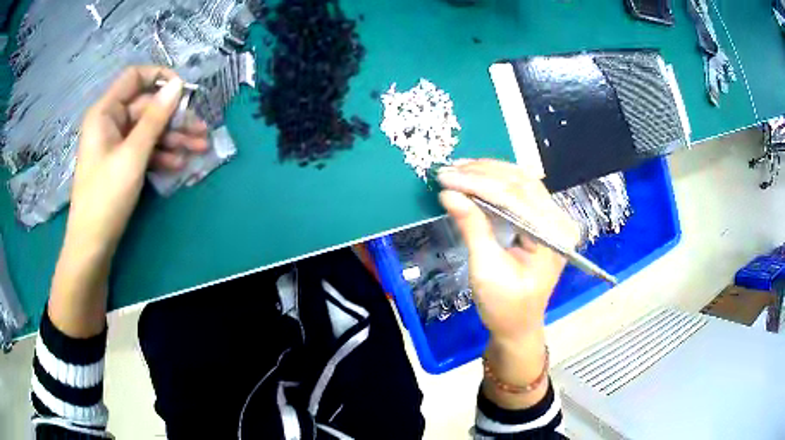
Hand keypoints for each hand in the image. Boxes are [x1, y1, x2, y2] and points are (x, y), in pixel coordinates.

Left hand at [48, 67, 207, 337]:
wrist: (92, 246)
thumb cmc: (106, 197)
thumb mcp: (132, 155)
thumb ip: (155, 118)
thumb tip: (178, 85)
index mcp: (106, 112)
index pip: (134, 78)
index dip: (160, 78)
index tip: (185, 91)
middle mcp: (110, 122)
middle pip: (147, 108)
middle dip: (174, 118)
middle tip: (202, 130)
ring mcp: (116, 144)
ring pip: (149, 130)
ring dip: (173, 138)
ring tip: (199, 149)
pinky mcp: (121, 163)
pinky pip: (144, 150)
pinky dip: (161, 155)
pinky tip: (178, 164)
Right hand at [438, 159, 578, 408]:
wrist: (517, 326)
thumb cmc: (504, 306)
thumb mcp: (486, 269)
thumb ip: (472, 227)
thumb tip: (448, 193)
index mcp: (553, 237)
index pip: (515, 199)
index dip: (478, 184)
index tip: (445, 177)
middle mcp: (559, 222)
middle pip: (521, 184)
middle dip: (482, 174)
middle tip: (448, 170)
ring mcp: (553, 219)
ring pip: (521, 181)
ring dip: (488, 172)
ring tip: (458, 168)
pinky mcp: (542, 219)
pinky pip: (520, 191)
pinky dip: (496, 181)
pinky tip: (475, 176)